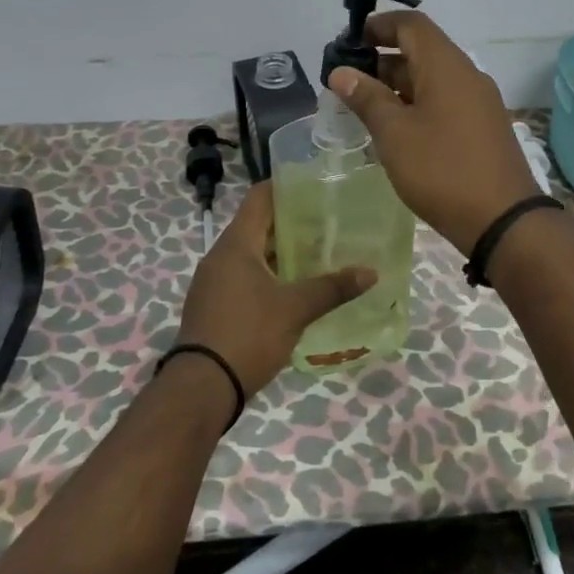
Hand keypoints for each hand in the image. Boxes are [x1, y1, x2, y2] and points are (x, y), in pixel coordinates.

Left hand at [175, 181, 375, 397]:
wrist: (202, 387)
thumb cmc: (248, 334)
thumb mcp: (295, 309)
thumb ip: (333, 288)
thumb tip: (371, 273)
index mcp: (236, 244)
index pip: (259, 198)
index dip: (286, 187)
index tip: (316, 186)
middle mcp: (220, 256)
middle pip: (257, 225)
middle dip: (291, 222)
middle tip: (329, 222)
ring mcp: (214, 282)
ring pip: (251, 253)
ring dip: (281, 251)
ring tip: (318, 253)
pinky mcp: (214, 305)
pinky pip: (244, 276)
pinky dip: (269, 274)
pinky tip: (294, 287)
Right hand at [330, 10, 543, 255]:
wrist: (503, 220)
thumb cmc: (442, 170)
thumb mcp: (394, 134)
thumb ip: (367, 98)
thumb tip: (341, 72)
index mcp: (446, 66)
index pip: (411, 24)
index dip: (378, 26)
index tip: (348, 43)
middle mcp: (467, 75)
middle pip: (421, 51)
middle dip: (382, 60)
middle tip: (347, 83)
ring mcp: (479, 102)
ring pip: (432, 79)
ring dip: (397, 86)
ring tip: (363, 108)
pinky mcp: (483, 127)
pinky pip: (445, 102)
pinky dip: (417, 105)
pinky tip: (396, 131)